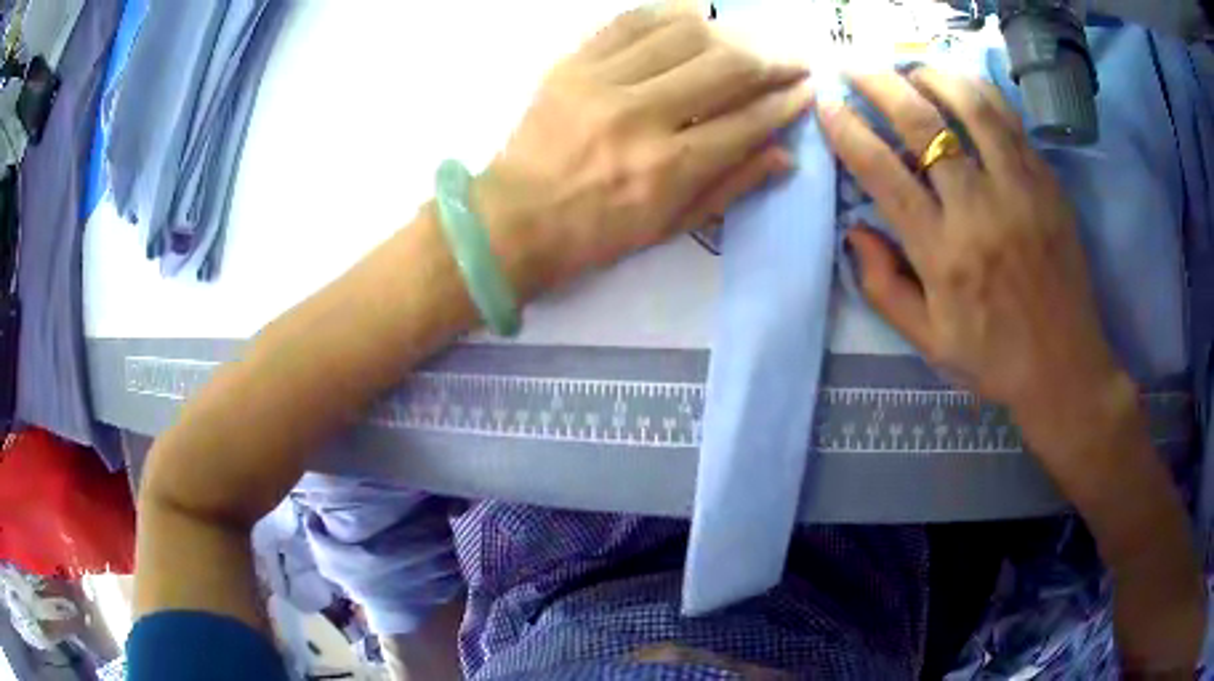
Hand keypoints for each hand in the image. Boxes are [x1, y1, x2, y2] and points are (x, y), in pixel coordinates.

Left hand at [473, 7, 812, 298]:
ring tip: (746, 42)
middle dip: (771, 61)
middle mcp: (641, 116)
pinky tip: (694, 17)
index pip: (747, 120)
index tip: (806, 89)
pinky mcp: (572, 64)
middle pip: (725, 67)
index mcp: (669, 168)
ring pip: (684, 34)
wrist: (513, 220)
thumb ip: (731, 186)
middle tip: (791, 60)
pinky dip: (669, 14)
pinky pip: (630, 21)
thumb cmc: (595, 233)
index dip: (785, 102)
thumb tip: (785, 155)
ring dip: (728, 33)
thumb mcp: (670, 227)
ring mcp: (602, 82)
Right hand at [818, 68, 1132, 479]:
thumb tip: (853, 231)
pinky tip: (959, 86)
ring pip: (970, 105)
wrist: (1065, 368)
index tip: (826, 102)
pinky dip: (977, 91)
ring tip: (909, 68)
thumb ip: (884, 286)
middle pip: (921, 123)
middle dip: (878, 82)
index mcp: (943, 255)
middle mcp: (979, 211)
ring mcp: (1019, 191)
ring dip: (931, 75)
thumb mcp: (928, 341)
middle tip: (854, 64)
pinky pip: (1009, 120)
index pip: (883, 173)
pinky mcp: (1048, 185)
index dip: (847, 129)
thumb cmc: (994, 359)